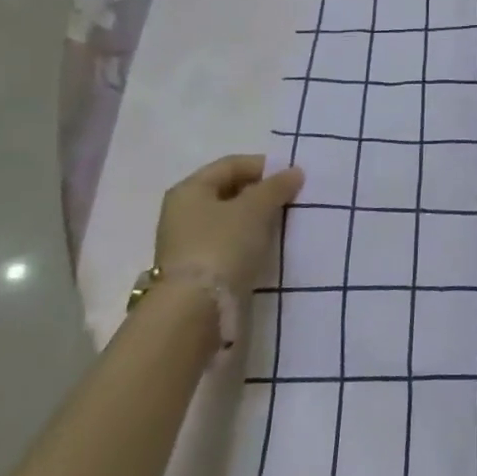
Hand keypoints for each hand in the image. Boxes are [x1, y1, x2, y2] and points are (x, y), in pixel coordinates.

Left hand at [155, 155, 304, 301]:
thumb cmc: (222, 245)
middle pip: (229, 192)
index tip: (292, 177)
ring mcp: (187, 243)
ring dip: (256, 219)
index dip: (263, 166)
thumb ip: (276, 187)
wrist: (195, 310)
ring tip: (284, 224)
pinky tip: (267, 249)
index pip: (231, 165)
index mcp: (190, 190)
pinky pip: (228, 244)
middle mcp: (182, 212)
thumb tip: (294, 172)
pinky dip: (248, 242)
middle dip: (261, 193)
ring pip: (229, 220)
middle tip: (291, 200)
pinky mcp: (196, 270)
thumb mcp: (255, 209)